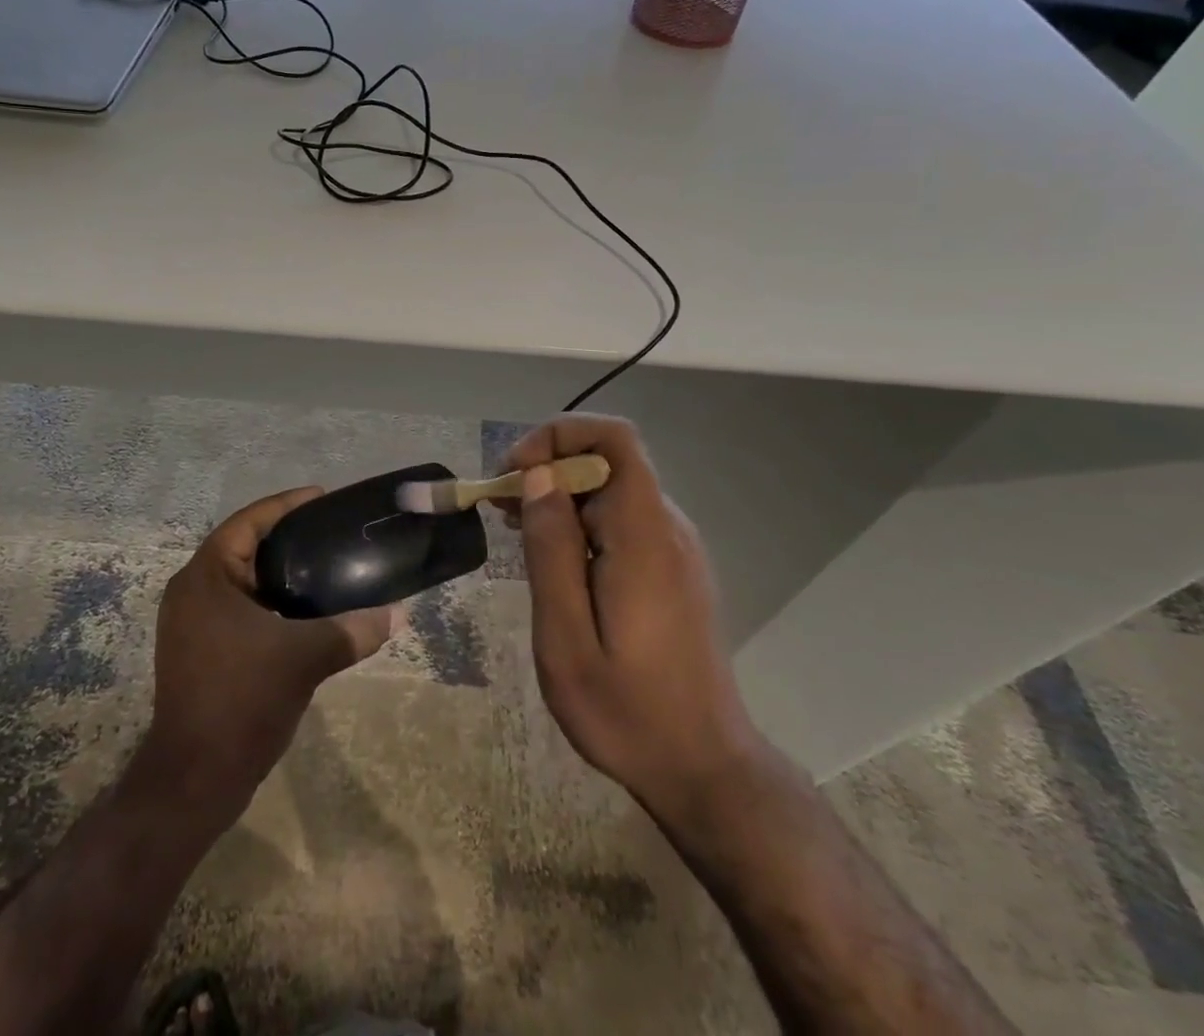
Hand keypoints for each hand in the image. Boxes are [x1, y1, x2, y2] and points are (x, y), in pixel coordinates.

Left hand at [146, 487, 394, 813]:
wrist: (196, 779)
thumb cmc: (241, 700)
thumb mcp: (303, 658)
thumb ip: (352, 630)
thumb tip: (398, 614)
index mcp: (205, 577)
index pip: (247, 522)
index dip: (285, 505)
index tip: (323, 498)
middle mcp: (192, 592)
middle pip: (244, 547)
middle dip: (287, 538)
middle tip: (331, 531)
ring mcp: (192, 624)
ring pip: (243, 581)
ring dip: (279, 572)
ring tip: (325, 565)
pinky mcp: (200, 650)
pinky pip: (240, 608)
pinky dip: (270, 601)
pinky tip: (305, 610)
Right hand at [497, 415, 764, 819]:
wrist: (704, 770)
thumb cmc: (627, 712)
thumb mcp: (566, 638)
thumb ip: (551, 550)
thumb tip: (537, 478)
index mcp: (644, 536)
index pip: (615, 438)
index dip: (560, 434)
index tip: (515, 472)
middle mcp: (667, 528)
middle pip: (607, 460)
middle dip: (547, 468)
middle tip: (500, 508)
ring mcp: (674, 548)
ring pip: (612, 490)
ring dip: (560, 496)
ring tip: (516, 532)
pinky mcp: (672, 569)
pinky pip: (622, 520)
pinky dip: (580, 522)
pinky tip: (554, 561)